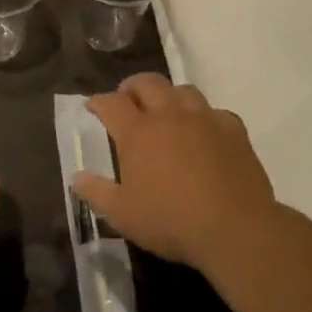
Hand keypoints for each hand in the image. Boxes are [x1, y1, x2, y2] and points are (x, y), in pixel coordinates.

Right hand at [73, 75, 276, 269]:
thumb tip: (77, 177)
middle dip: (132, 86)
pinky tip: (204, 133)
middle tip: (128, 99)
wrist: (234, 229)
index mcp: (137, 132)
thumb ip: (96, 192)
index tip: (93, 106)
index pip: (111, 103)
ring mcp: (204, 119)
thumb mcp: (122, 214)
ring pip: (183, 90)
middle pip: (147, 83)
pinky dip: (204, 117)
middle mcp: (169, 115)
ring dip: (169, 95)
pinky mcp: (233, 130)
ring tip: (166, 111)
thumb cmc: (170, 221)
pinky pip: (215, 112)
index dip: (98, 102)